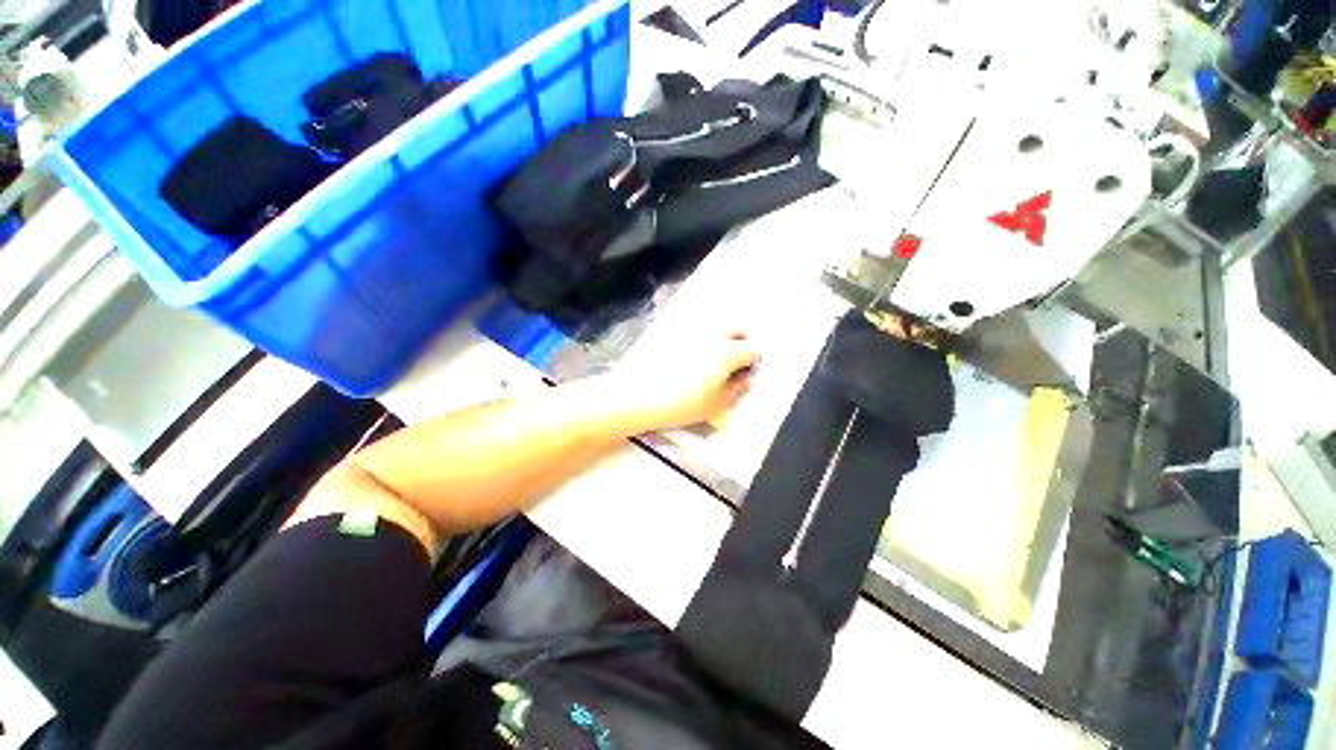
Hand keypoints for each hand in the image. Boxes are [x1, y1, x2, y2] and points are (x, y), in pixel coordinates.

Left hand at [607, 329, 760, 431]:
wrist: (643, 397)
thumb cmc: (685, 404)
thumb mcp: (718, 403)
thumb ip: (737, 388)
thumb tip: (746, 378)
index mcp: (728, 353)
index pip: (752, 350)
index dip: (755, 362)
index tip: (750, 372)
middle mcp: (712, 337)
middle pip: (736, 329)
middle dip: (742, 341)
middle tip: (737, 360)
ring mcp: (692, 333)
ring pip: (716, 328)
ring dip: (723, 338)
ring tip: (716, 361)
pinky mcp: (674, 335)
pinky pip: (696, 333)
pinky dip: (703, 341)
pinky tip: (694, 359)